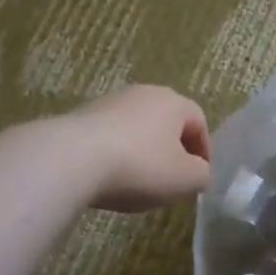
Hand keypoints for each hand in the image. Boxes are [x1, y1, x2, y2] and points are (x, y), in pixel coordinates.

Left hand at [63, 85, 211, 212]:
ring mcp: (108, 102)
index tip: (198, 177)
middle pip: (166, 121)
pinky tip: (108, 177)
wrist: (72, 159)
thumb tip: (198, 171)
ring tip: (137, 181)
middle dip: (172, 149)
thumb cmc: (140, 166)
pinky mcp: (80, 116)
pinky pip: (109, 136)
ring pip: (136, 128)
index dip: (203, 151)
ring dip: (142, 151)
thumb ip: (201, 175)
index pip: (199, 121)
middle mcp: (142, 93)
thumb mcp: (185, 179)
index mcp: (173, 102)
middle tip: (171, 179)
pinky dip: (115, 154)